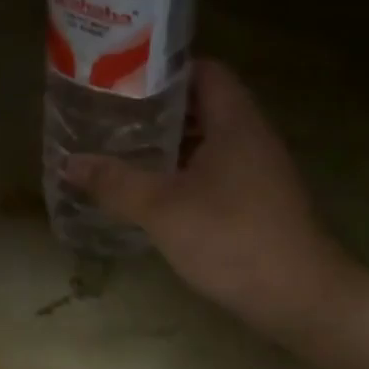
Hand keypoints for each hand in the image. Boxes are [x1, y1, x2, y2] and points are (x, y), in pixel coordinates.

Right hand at [64, 59, 365, 344]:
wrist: (299, 298)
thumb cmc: (231, 238)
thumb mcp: (161, 209)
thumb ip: (115, 182)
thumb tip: (68, 163)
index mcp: (235, 122)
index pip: (204, 71)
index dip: (164, 70)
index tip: (123, 80)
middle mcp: (252, 137)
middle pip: (204, 105)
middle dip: (159, 110)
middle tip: (114, 117)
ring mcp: (259, 171)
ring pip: (209, 141)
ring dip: (171, 144)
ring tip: (126, 150)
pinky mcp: (259, 201)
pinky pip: (217, 171)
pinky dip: (186, 172)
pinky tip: (156, 192)